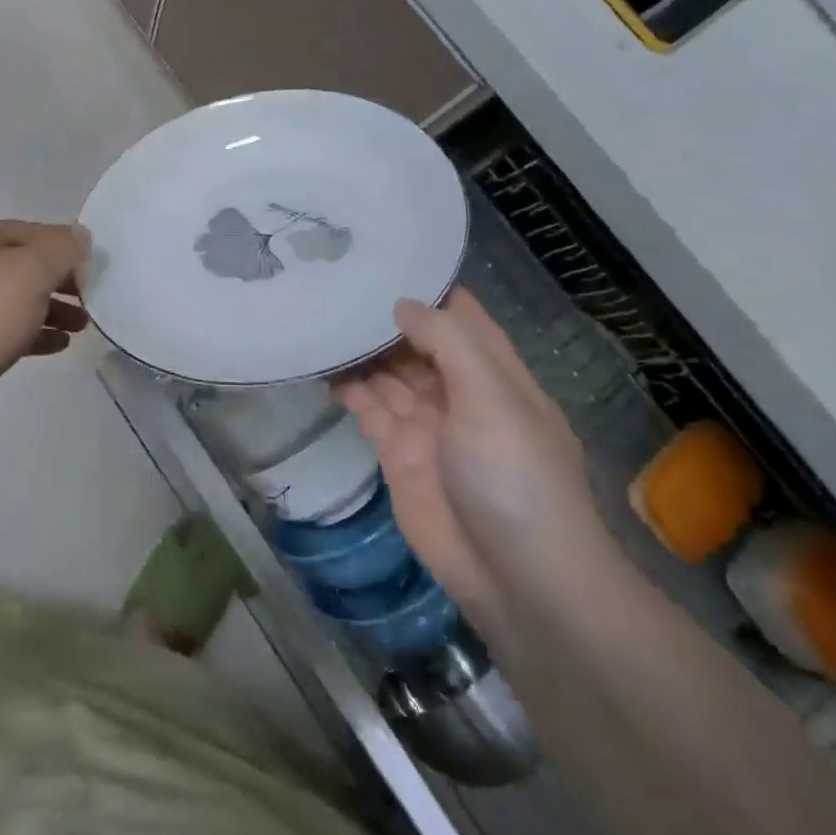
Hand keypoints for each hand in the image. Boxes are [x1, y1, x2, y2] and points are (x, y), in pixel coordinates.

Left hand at [0, 220, 88, 425]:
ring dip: (51, 309)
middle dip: (60, 280)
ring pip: (17, 299)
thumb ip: (60, 250)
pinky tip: (59, 345)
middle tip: (91, 297)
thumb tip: (80, 236)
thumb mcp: (31, 273)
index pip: (31, 231)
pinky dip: (33, 333)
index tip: (94, 264)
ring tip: (82, 326)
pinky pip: (6, 328)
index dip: (64, 243)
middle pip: (24, 265)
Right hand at [336, 289, 611, 645]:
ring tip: (318, 309)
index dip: (426, 285)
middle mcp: (458, 389)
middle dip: (382, 313)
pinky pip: (366, 406)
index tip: (383, 253)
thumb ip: (448, 342)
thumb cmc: (516, 476)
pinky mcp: (397, 452)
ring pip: (386, 370)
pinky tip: (317, 359)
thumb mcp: (493, 398)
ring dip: (359, 346)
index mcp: (493, 372)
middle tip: (333, 275)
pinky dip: (345, 384)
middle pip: (415, 340)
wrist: (518, 581)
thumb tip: (401, 303)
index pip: (459, 314)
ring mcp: (426, 421)